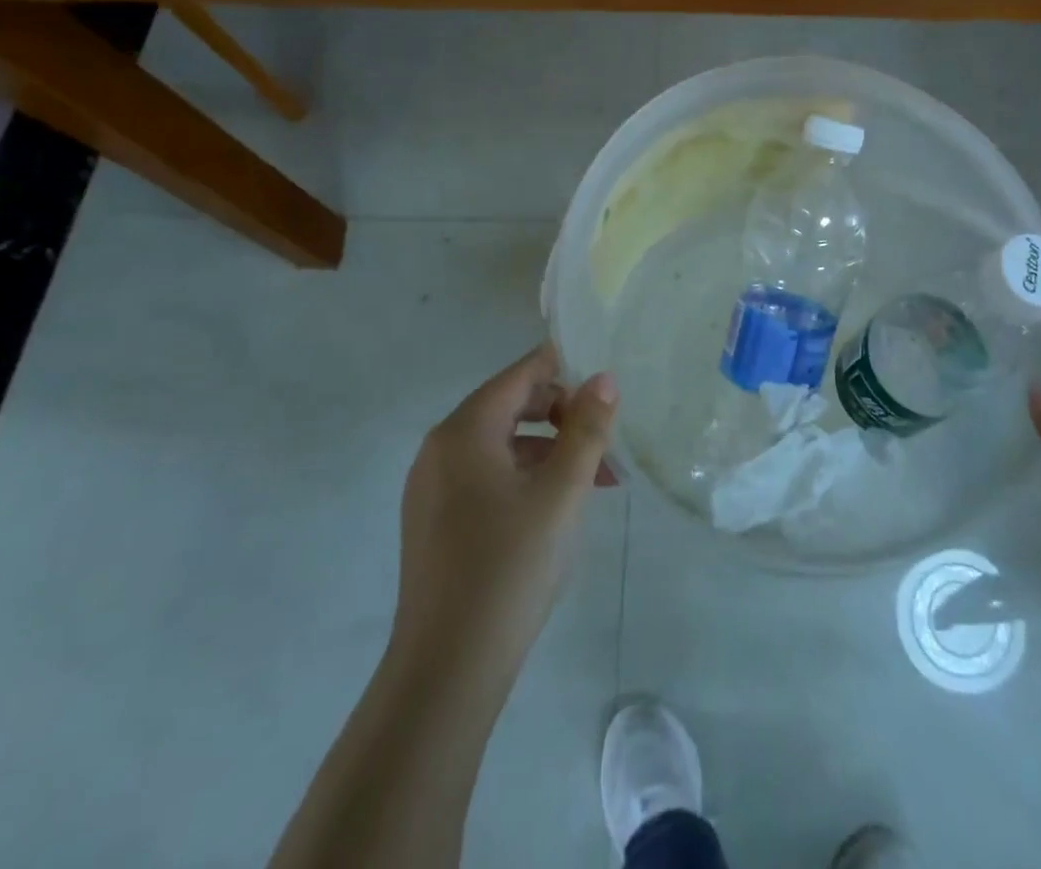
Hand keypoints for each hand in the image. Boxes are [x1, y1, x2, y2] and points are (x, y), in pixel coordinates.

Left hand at [390, 344, 618, 699]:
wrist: (447, 671)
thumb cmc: (509, 568)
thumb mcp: (562, 494)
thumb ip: (586, 430)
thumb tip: (603, 379)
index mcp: (464, 431)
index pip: (521, 375)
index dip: (565, 370)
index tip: (607, 383)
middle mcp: (440, 448)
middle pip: (511, 406)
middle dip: (564, 416)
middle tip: (607, 441)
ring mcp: (433, 487)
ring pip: (503, 445)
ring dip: (551, 451)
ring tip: (597, 482)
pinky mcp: (436, 520)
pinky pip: (488, 476)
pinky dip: (526, 477)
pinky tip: (558, 507)